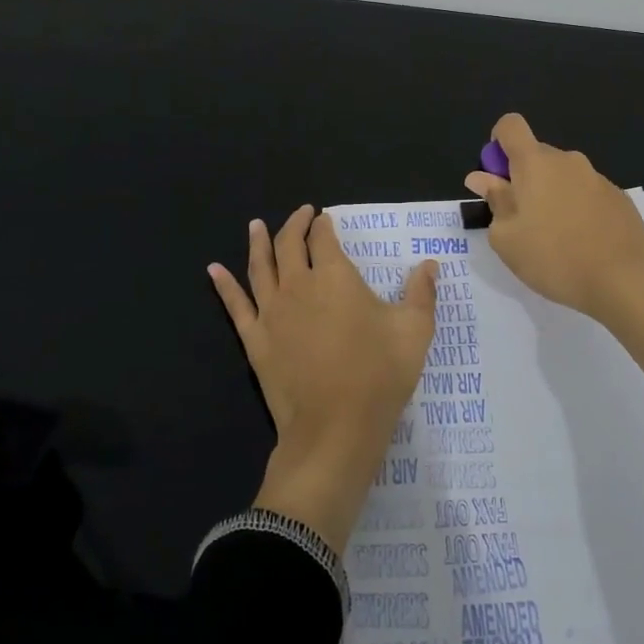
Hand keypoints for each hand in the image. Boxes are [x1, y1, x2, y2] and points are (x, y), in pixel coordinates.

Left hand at [209, 206, 438, 553]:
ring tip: (255, 225)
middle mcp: (297, 285)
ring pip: (259, 267)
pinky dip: (224, 285)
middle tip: (301, 214)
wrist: (335, 429)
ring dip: (258, 242)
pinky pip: (235, 305)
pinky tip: (213, 270)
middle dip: (295, 224)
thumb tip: (429, 264)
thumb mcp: (414, 331)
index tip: (325, 218)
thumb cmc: (379, 375)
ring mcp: (271, 312)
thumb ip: (421, 293)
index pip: (324, 238)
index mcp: (334, 276)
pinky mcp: (255, 340)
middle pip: (289, 244)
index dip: (324, 224)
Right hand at [466, 112, 643, 395]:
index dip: (498, 144)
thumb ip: (494, 201)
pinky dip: (577, 209)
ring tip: (554, 239)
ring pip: (562, 176)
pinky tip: (582, 243)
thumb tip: (481, 177)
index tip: (498, 177)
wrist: (624, 279)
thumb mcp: (507, 238)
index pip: (510, 126)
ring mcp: (597, 177)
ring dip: (551, 196)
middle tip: (521, 221)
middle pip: (536, 154)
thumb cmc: (553, 257)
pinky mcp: (619, 198)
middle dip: (523, 179)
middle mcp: (567, 160)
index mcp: (535, 163)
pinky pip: (586, 193)